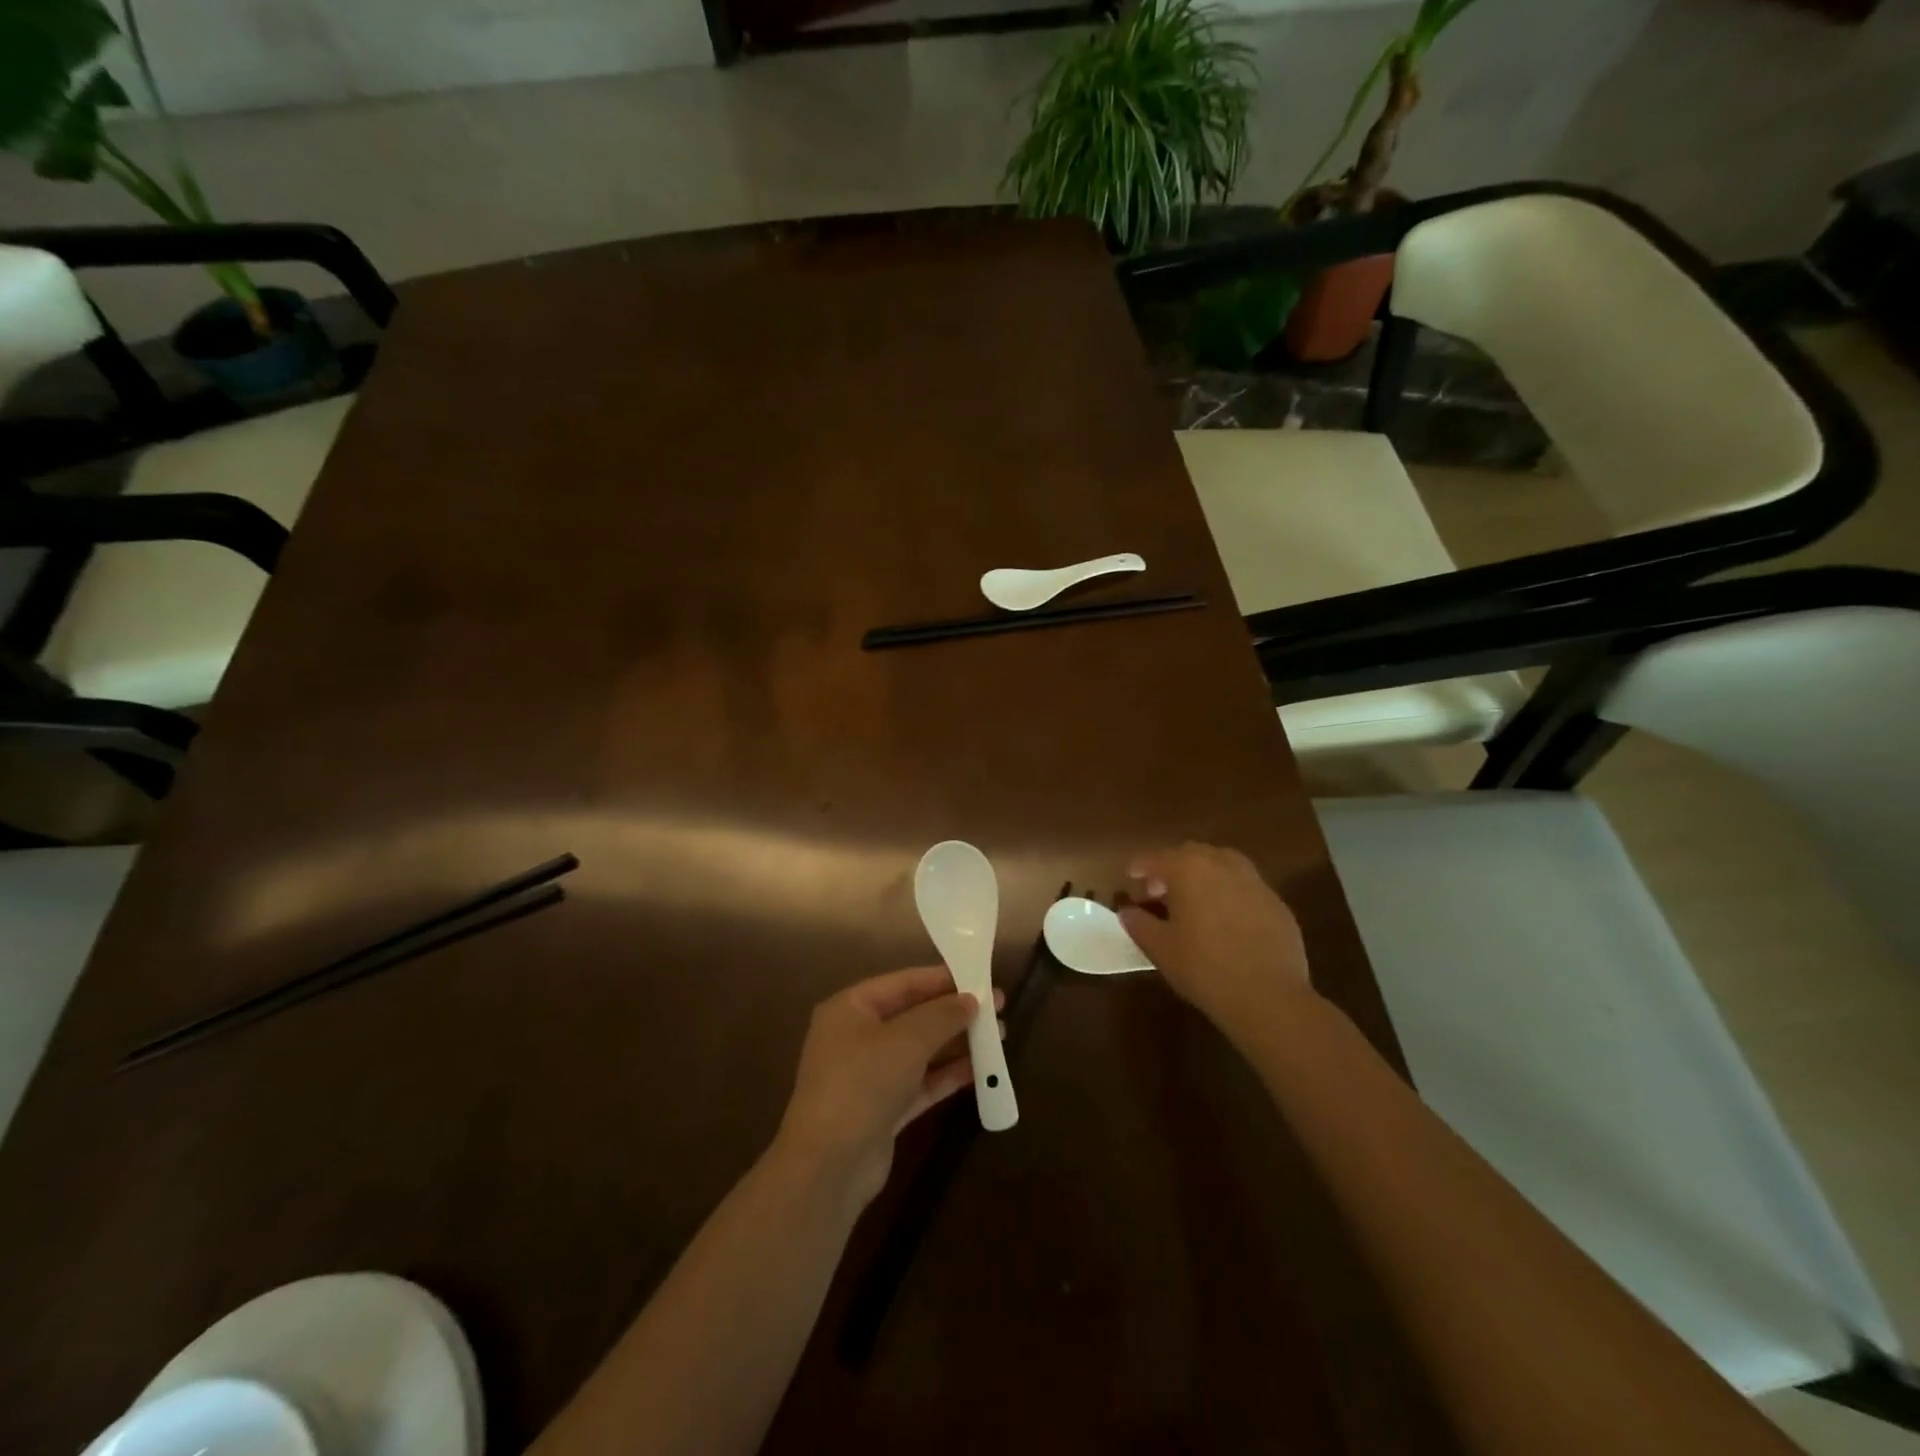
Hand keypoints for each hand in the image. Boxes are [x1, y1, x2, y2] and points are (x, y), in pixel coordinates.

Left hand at [776, 966, 1003, 1210]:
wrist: (829, 1166)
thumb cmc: (863, 1083)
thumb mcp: (907, 1040)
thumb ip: (942, 1015)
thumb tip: (971, 1000)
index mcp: (850, 1008)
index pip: (903, 983)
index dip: (943, 979)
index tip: (981, 978)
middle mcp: (856, 1036)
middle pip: (913, 1016)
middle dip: (954, 1013)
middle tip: (997, 1009)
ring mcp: (868, 1075)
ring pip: (919, 1050)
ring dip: (956, 1043)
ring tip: (998, 1037)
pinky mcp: (882, 1109)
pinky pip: (920, 1082)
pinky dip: (947, 1075)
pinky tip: (980, 1070)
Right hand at [1118, 843, 1315, 1036]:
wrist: (1269, 996)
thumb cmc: (1204, 968)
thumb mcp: (1160, 949)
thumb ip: (1139, 924)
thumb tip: (1127, 912)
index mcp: (1189, 869)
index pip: (1157, 859)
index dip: (1140, 867)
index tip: (1130, 877)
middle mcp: (1222, 865)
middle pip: (1191, 854)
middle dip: (1173, 867)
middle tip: (1161, 892)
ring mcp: (1254, 881)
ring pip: (1223, 864)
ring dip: (1204, 875)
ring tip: (1195, 901)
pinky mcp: (1276, 903)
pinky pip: (1245, 887)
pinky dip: (1229, 893)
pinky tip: (1226, 920)